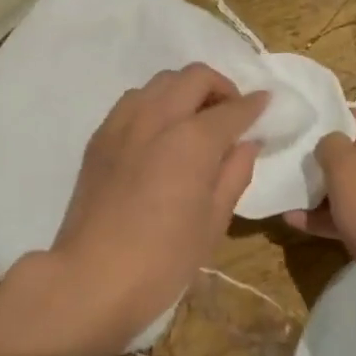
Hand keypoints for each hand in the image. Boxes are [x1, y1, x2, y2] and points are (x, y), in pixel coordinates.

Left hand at [44, 65, 266, 349]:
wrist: (90, 279)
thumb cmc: (163, 259)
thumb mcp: (214, 222)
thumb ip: (235, 173)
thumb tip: (246, 143)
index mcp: (193, 139)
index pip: (232, 108)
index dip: (254, 104)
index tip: (265, 104)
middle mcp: (158, 117)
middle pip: (195, 77)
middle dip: (220, 87)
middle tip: (230, 113)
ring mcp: (124, 123)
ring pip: (162, 81)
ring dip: (185, 90)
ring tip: (194, 120)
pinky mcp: (100, 136)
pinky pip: (134, 100)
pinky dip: (155, 103)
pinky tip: (159, 132)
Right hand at [286, 106, 355, 314]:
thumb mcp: (345, 173)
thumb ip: (330, 146)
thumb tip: (331, 144)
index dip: (329, 133)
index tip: (303, 151)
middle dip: (330, 170)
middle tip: (297, 180)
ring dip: (334, 196)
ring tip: (293, 208)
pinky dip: (351, 216)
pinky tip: (308, 227)